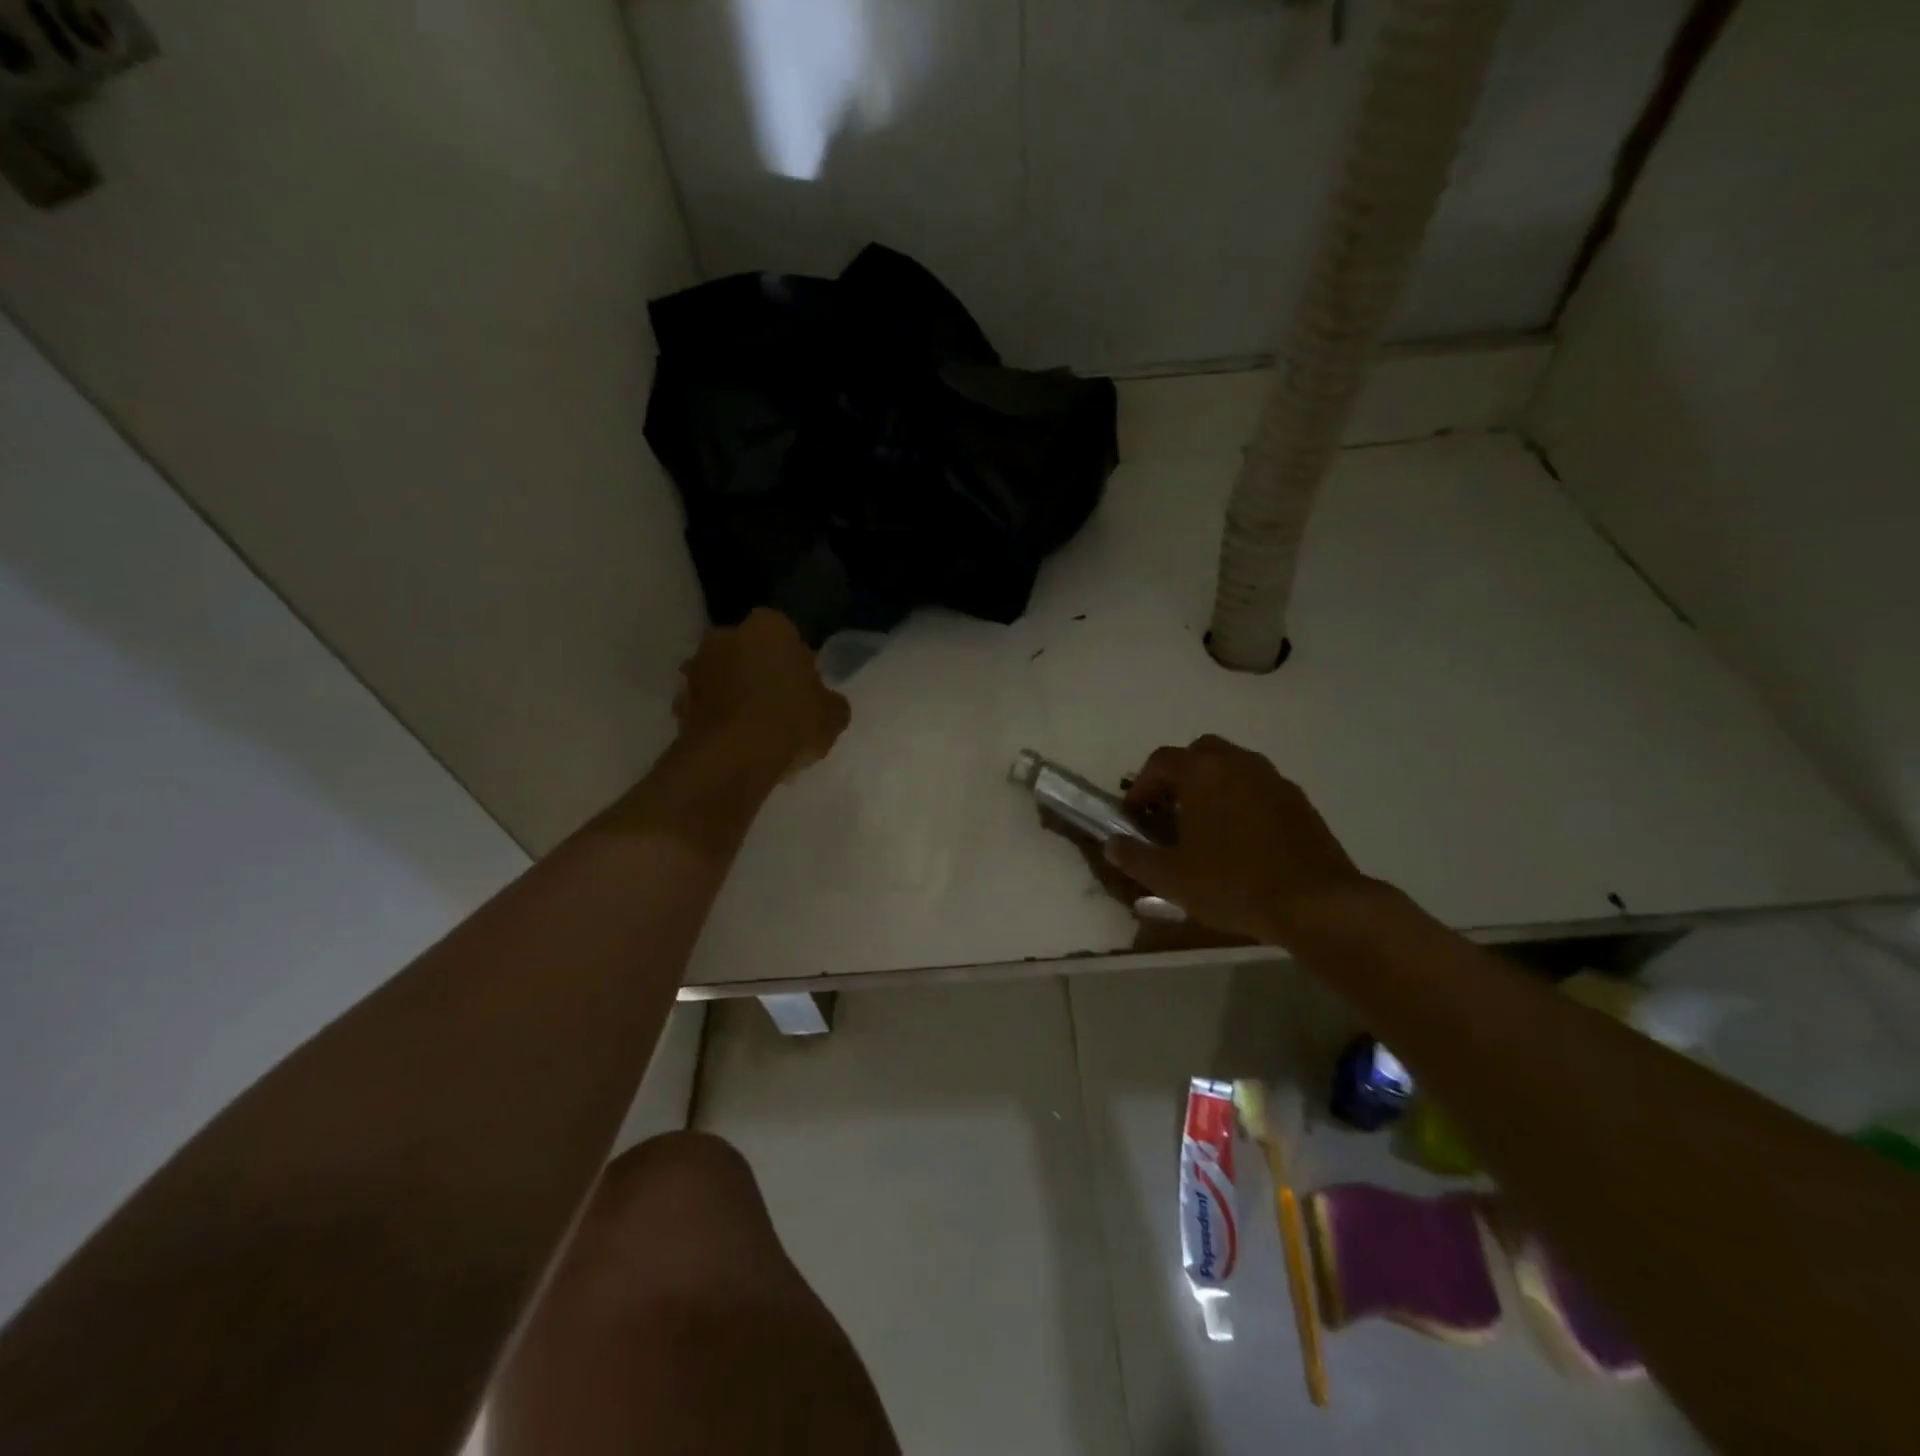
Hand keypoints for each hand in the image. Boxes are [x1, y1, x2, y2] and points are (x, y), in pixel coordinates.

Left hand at [674, 610, 850, 776]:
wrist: (731, 759)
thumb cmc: (790, 722)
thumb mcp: (834, 715)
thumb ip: (830, 700)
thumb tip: (824, 701)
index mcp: (768, 626)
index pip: (787, 634)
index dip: (797, 661)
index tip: (805, 687)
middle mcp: (726, 635)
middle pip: (750, 651)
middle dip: (762, 672)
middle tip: (781, 706)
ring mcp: (696, 667)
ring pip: (724, 677)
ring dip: (735, 694)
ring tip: (756, 729)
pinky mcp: (678, 701)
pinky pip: (706, 705)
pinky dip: (717, 718)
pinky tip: (735, 743)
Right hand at [1106, 735, 1368, 943]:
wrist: (1316, 903)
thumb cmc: (1233, 884)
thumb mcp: (1171, 878)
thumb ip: (1134, 857)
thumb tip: (1112, 845)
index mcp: (1202, 772)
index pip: (1160, 762)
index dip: (1141, 786)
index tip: (1136, 816)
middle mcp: (1238, 763)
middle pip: (1198, 753)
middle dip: (1178, 777)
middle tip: (1169, 811)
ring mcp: (1273, 779)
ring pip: (1232, 767)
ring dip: (1211, 786)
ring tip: (1203, 826)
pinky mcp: (1299, 801)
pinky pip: (1258, 788)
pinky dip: (1241, 801)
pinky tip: (1240, 839)